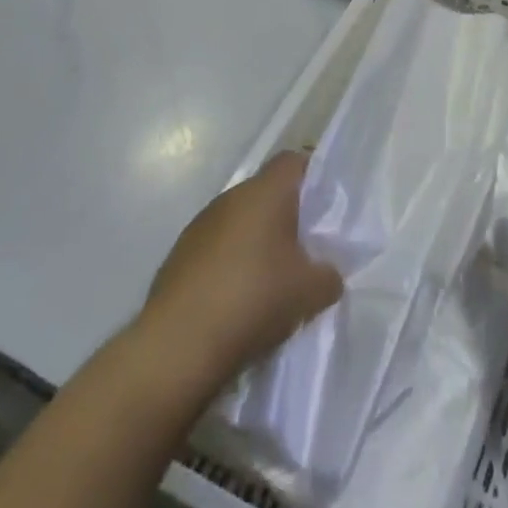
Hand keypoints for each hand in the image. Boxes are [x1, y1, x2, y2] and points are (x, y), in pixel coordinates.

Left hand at [139, 151, 341, 397]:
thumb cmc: (254, 300)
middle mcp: (230, 198)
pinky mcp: (178, 256)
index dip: (312, 177)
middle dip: (286, 217)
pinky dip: (230, 264)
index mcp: (265, 193)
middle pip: (266, 193)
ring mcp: (199, 226)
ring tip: (271, 281)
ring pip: (239, 221)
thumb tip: (326, 273)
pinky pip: (216, 248)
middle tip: (305, 250)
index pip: (293, 161)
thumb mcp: (311, 292)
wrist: (178, 346)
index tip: (325, 206)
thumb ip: (329, 274)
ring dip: (256, 242)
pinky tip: (238, 300)